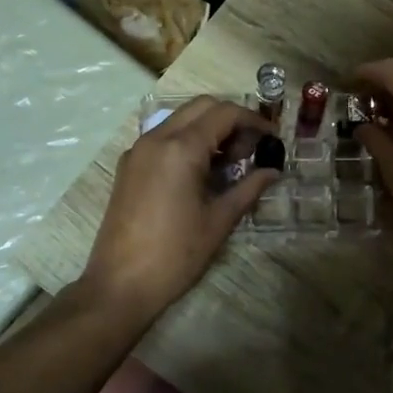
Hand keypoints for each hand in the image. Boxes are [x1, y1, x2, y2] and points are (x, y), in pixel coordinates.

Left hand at [81, 97, 277, 322]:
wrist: (120, 285)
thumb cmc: (175, 254)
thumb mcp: (219, 220)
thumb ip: (249, 188)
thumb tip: (273, 171)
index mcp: (181, 148)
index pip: (225, 113)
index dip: (254, 120)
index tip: (272, 137)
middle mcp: (156, 138)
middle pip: (202, 107)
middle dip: (232, 119)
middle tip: (251, 149)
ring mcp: (138, 150)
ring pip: (181, 119)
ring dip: (209, 129)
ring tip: (230, 162)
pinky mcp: (129, 165)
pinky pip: (164, 137)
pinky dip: (188, 141)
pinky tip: (202, 172)